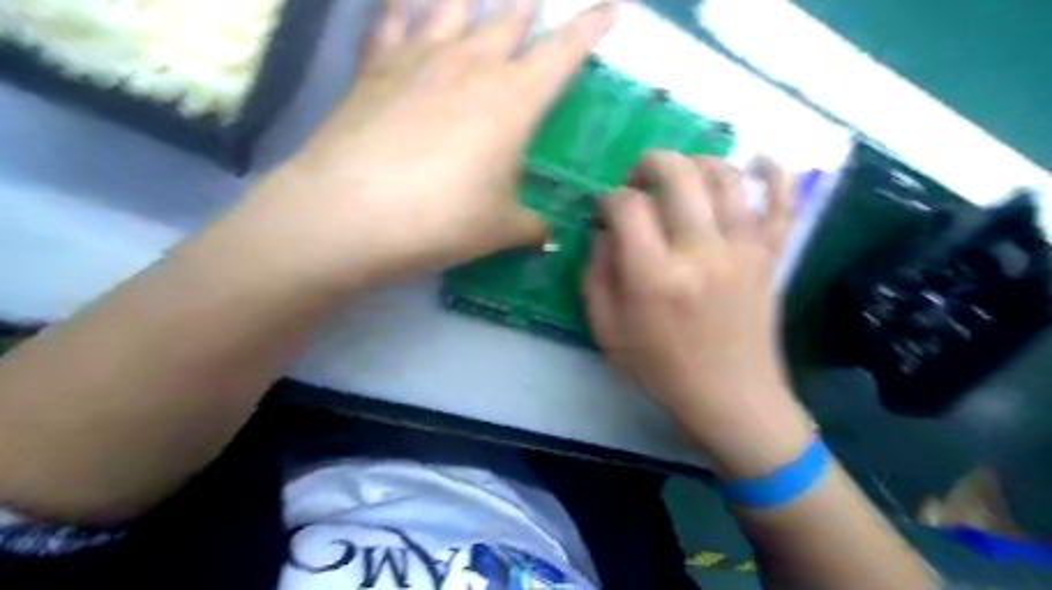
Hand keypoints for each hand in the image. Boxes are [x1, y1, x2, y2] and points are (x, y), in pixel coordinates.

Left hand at [236, 0, 617, 286]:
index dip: (590, 27)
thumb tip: (547, 235)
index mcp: (514, 100)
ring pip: (451, 8)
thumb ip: (531, 227)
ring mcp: (419, 59)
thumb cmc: (442, 219)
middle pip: (508, 21)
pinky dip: (399, 9)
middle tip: (536, 1)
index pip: (564, 52)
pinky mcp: (375, 67)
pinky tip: (402, 4)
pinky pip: (390, 22)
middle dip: (528, 8)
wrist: (353, 213)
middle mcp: (472, 65)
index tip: (610, 8)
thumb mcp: (500, 229)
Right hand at [585, 153, 811, 478]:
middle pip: (678, 173)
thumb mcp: (607, 331)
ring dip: (697, 162)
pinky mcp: (772, 256)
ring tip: (681, 178)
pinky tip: (758, 162)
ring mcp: (744, 250)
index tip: (606, 214)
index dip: (608, 200)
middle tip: (639, 180)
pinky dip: (774, 172)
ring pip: (725, 175)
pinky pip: (784, 201)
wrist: (731, 400)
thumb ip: (597, 275)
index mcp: (654, 277)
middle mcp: (701, 252)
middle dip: (650, 163)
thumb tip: (605, 231)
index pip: (627, 206)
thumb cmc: (661, 370)